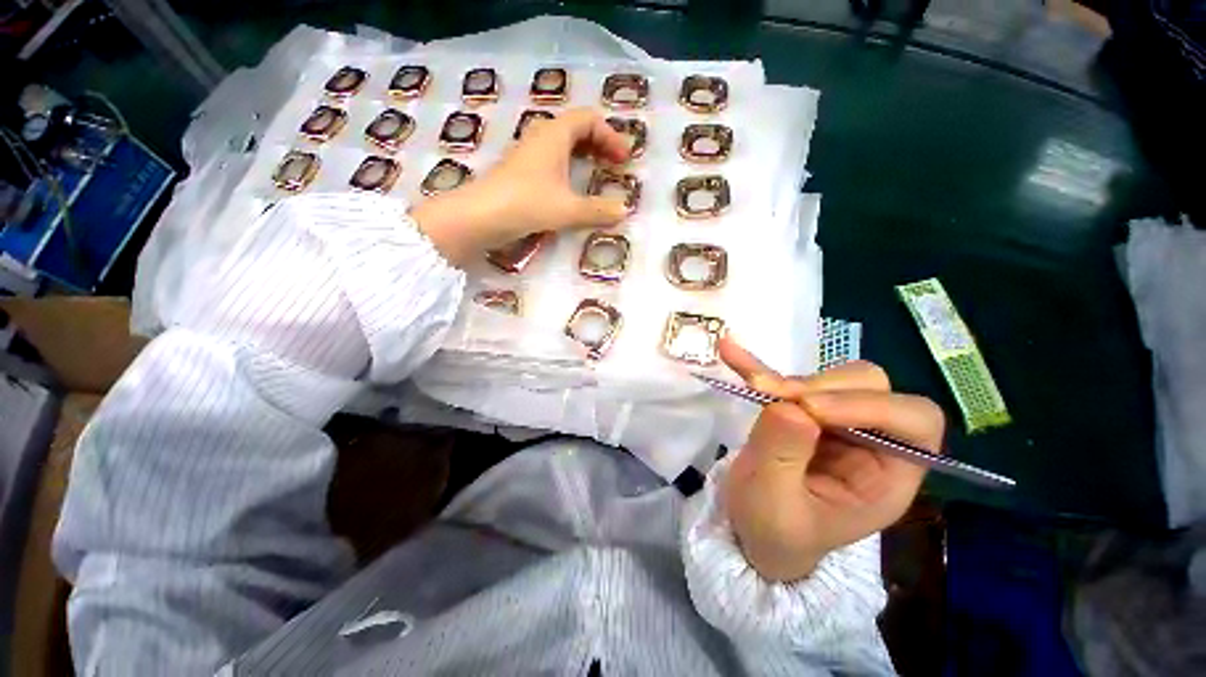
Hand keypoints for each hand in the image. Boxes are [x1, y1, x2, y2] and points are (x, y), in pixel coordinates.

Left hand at [410, 108, 630, 266]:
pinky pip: (552, 159)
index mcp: (554, 135)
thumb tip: (624, 211)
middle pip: (576, 128)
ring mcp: (528, 154)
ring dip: (584, 155)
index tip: (623, 159)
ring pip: (562, 144)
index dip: (610, 136)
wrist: (480, 216)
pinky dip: (569, 167)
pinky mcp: (521, 171)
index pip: (588, 119)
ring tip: (598, 173)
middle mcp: (541, 137)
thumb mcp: (568, 209)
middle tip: (615, 164)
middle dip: (600, 143)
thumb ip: (598, 211)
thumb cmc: (527, 204)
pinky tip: (572, 187)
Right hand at [719, 336, 944, 581]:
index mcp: (887, 477)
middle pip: (870, 387)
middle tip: (772, 395)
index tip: (808, 409)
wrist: (753, 530)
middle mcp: (871, 441)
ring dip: (790, 379)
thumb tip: (789, 405)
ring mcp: (836, 422)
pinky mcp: (802, 410)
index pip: (913, 422)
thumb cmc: (773, 532)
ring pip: (831, 377)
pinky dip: (758, 365)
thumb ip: (783, 455)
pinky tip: (730, 350)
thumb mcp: (774, 504)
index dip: (869, 405)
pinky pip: (787, 379)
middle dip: (819, 387)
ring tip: (753, 386)